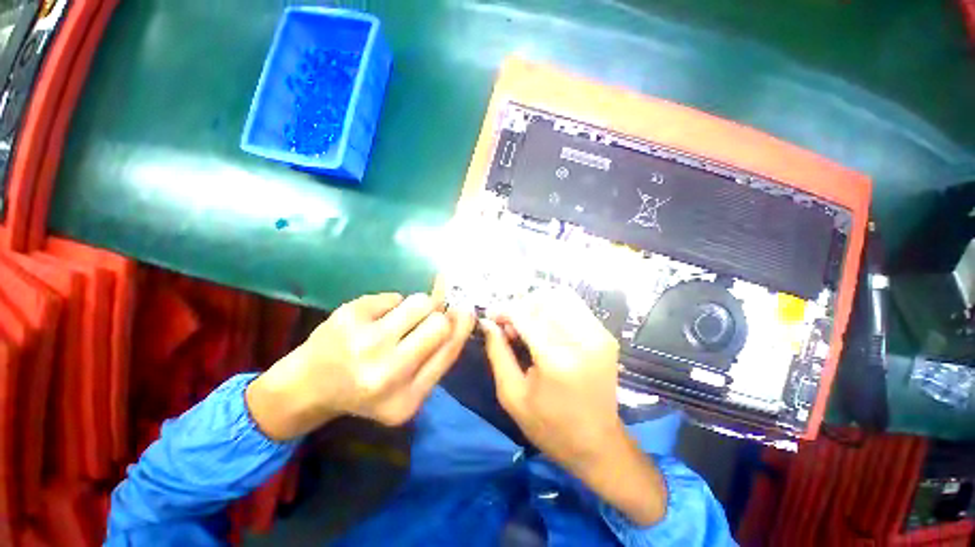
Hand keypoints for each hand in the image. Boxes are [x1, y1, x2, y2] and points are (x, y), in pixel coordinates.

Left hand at [247, 293, 474, 439]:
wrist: (305, 388)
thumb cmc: (362, 392)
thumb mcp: (406, 392)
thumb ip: (435, 359)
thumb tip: (460, 315)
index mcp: (405, 400)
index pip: (449, 350)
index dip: (462, 326)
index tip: (466, 311)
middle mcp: (386, 372)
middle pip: (439, 323)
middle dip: (438, 315)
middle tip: (428, 317)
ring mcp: (365, 342)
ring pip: (419, 302)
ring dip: (417, 306)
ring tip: (400, 318)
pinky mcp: (349, 316)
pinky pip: (393, 297)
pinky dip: (391, 305)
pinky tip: (374, 319)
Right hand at [482, 289, 666, 525]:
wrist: (598, 445)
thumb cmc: (549, 426)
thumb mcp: (512, 394)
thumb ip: (497, 352)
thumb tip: (487, 322)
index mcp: (556, 360)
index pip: (525, 314)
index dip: (503, 310)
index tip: (491, 317)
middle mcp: (582, 340)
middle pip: (543, 300)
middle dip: (520, 306)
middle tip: (509, 326)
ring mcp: (599, 335)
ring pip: (560, 297)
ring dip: (537, 304)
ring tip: (526, 323)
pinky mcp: (606, 335)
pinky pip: (575, 306)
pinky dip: (554, 308)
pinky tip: (544, 325)